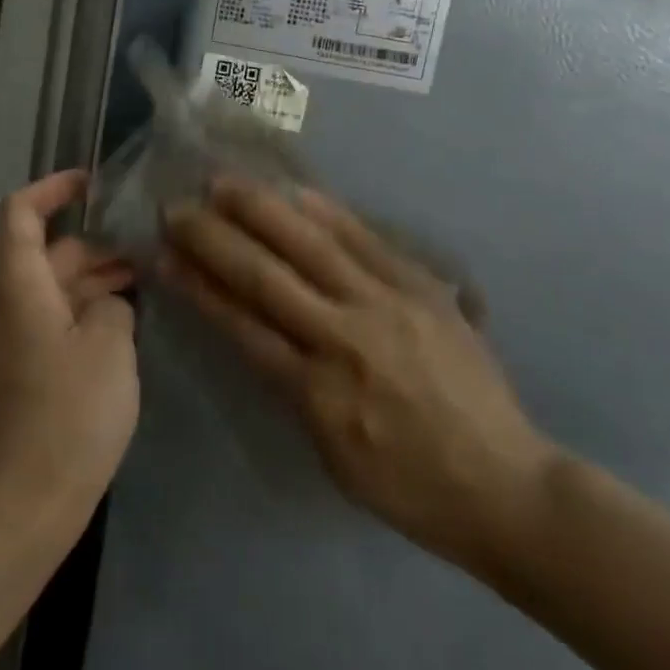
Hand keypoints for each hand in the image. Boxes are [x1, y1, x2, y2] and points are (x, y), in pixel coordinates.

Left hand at [0, 171, 138, 557]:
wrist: (14, 513)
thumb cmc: (65, 420)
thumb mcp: (110, 351)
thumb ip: (114, 306)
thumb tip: (106, 303)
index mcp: (17, 285)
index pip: (21, 211)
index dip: (54, 187)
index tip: (93, 182)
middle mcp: (1, 305)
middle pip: (46, 254)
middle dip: (96, 247)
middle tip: (148, 252)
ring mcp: (3, 342)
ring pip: (50, 292)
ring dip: (92, 284)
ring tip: (143, 287)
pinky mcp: (11, 375)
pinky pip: (46, 325)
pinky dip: (79, 315)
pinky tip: (119, 331)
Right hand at [160, 179, 554, 584]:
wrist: (505, 484)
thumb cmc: (408, 487)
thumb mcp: (332, 452)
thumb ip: (293, 388)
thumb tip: (261, 333)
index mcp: (318, 390)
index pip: (242, 324)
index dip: (198, 286)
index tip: (164, 255)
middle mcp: (346, 337)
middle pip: (266, 276)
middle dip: (215, 238)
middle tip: (178, 207)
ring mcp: (388, 305)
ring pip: (312, 245)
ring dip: (262, 210)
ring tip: (224, 183)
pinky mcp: (422, 288)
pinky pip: (367, 241)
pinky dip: (328, 214)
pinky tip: (298, 191)